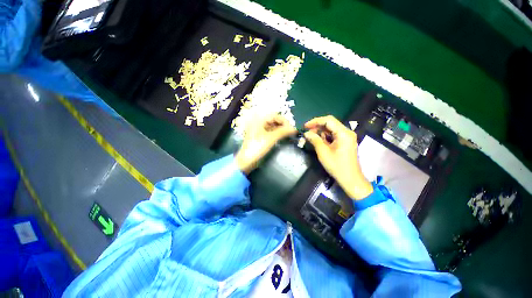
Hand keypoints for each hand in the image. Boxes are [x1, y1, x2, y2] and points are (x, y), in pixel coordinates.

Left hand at [235, 114, 296, 173]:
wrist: (246, 161)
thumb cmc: (257, 147)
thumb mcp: (271, 138)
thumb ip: (283, 131)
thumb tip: (295, 128)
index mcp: (259, 120)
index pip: (275, 115)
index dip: (284, 121)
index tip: (292, 128)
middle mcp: (259, 122)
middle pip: (274, 120)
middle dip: (283, 125)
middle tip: (291, 132)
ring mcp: (259, 129)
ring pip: (273, 126)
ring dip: (281, 129)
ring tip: (288, 135)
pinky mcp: (260, 136)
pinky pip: (270, 131)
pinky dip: (277, 133)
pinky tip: (282, 137)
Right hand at [304, 115, 372, 199]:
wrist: (350, 179)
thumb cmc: (337, 166)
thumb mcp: (323, 152)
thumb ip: (314, 140)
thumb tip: (306, 133)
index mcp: (344, 133)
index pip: (328, 120)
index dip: (315, 121)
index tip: (305, 126)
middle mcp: (347, 132)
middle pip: (330, 124)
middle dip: (317, 127)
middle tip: (307, 133)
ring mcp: (347, 137)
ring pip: (331, 129)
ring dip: (320, 132)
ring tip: (311, 137)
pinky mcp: (345, 142)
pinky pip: (334, 135)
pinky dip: (325, 137)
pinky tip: (319, 141)